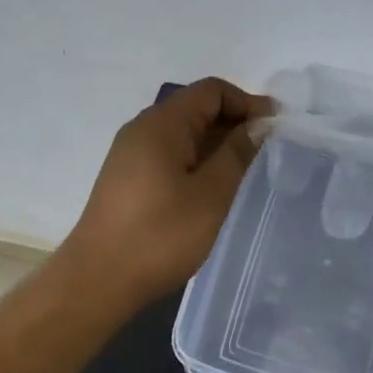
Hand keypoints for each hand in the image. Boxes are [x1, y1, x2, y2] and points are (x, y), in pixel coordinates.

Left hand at [62, 78, 274, 308]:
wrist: (97, 281)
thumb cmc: (160, 235)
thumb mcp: (211, 194)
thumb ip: (237, 154)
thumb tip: (257, 125)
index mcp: (162, 124)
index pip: (211, 91)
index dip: (247, 102)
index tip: (275, 127)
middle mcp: (143, 128)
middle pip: (196, 107)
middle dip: (234, 121)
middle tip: (266, 149)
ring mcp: (131, 153)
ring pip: (183, 132)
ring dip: (216, 142)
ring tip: (245, 169)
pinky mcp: (128, 177)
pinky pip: (170, 153)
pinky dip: (197, 159)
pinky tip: (213, 186)